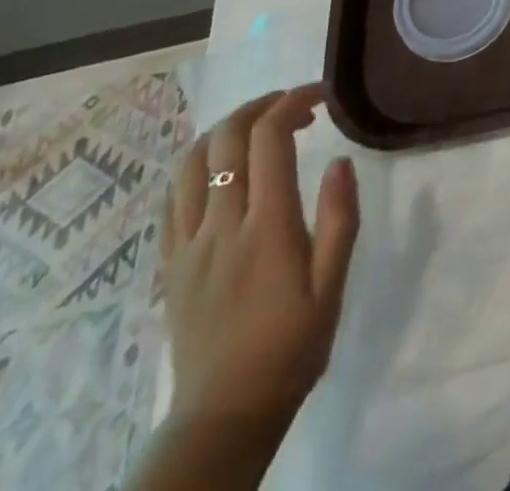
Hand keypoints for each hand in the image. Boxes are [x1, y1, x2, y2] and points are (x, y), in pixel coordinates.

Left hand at [161, 85, 359, 439]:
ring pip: (190, 162)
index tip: (322, 96)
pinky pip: (172, 198)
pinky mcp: (169, 264)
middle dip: (260, 106)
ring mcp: (187, 245)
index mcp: (266, 227)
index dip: (294, 102)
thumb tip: (340, 160)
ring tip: (257, 129)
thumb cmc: (292, 346)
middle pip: (225, 139)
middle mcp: (220, 226)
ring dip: (225, 131)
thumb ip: (339, 218)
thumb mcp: (332, 285)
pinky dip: (198, 166)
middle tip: (294, 107)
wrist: (225, 414)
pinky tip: (221, 171)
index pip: (269, 139)